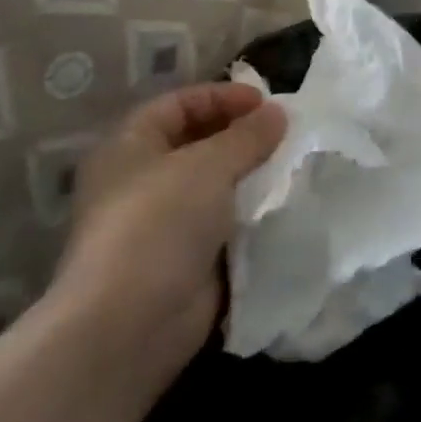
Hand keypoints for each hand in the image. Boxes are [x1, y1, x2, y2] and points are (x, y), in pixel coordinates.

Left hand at [53, 84, 287, 394]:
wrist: (129, 325)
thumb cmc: (159, 223)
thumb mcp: (210, 164)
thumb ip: (248, 134)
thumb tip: (278, 113)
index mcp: (129, 148)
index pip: (178, 104)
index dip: (221, 96)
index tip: (266, 102)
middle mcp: (139, 182)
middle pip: (197, 143)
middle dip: (241, 136)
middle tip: (284, 134)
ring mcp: (160, 225)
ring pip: (214, 186)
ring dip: (250, 175)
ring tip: (291, 166)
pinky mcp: (183, 261)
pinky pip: (223, 224)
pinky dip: (250, 214)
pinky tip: (282, 206)